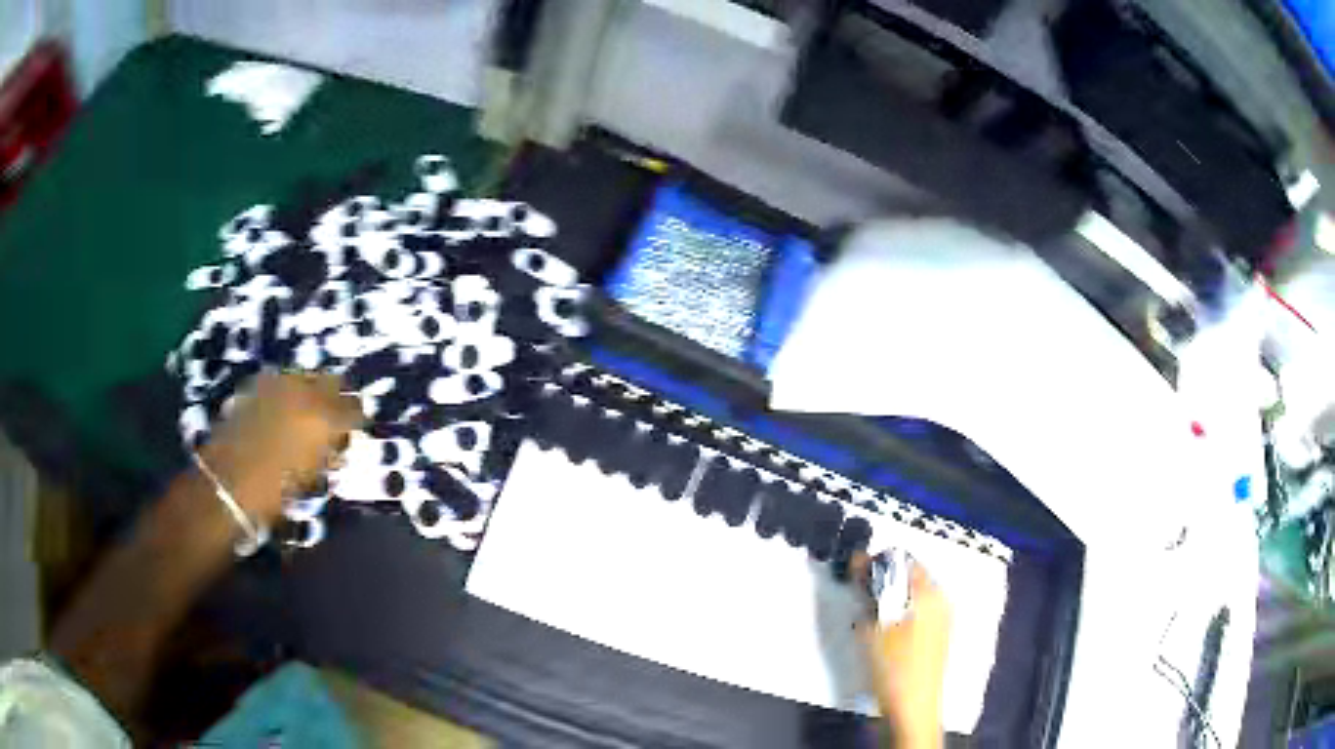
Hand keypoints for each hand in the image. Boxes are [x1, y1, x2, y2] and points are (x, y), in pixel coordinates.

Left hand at [200, 371, 363, 522]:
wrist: (225, 483)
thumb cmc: (273, 492)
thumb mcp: (309, 479)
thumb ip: (327, 456)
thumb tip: (336, 447)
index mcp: (322, 419)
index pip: (352, 409)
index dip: (357, 419)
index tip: (357, 429)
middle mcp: (302, 393)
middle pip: (330, 383)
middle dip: (336, 397)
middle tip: (337, 418)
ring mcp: (276, 385)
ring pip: (305, 378)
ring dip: (311, 393)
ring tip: (308, 415)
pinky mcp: (256, 387)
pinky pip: (282, 383)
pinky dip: (288, 394)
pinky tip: (284, 412)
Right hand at [854, 553, 950, 748]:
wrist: (912, 709)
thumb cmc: (894, 669)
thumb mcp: (872, 631)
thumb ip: (866, 596)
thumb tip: (860, 567)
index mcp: (930, 595)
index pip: (904, 561)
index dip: (878, 562)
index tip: (855, 568)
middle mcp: (941, 602)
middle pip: (910, 577)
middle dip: (884, 580)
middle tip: (858, 591)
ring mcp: (942, 620)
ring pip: (912, 596)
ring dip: (890, 597)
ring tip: (867, 612)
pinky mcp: (938, 637)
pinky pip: (917, 612)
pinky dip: (899, 612)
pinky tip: (883, 630)